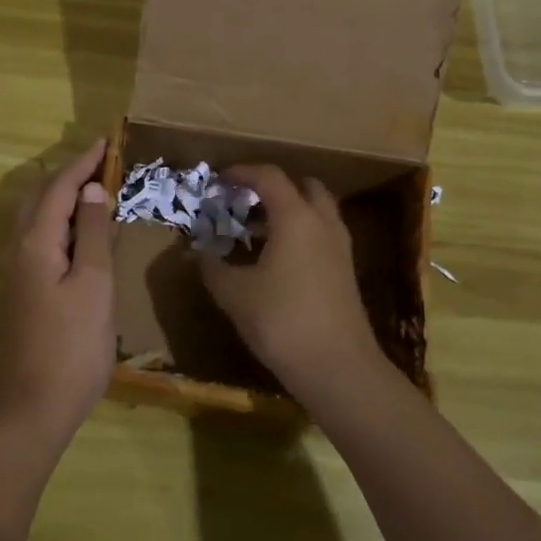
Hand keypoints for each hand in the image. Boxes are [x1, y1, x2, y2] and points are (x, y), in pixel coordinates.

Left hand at [0, 138, 114, 440]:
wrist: (33, 406)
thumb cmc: (71, 344)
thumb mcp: (93, 283)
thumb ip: (94, 233)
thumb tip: (93, 189)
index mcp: (36, 242)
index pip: (59, 188)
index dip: (83, 162)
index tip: (106, 140)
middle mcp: (19, 250)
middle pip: (41, 198)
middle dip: (69, 175)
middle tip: (102, 163)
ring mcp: (18, 273)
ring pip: (38, 220)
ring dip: (63, 198)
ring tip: (94, 190)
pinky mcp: (24, 292)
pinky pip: (41, 240)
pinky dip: (61, 223)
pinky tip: (81, 235)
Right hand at [197, 165, 383, 401]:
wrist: (338, 368)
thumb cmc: (281, 321)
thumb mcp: (234, 294)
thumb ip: (212, 267)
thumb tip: (195, 251)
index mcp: (296, 218)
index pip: (269, 177)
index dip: (242, 172)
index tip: (219, 179)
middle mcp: (323, 223)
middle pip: (303, 186)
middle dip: (274, 187)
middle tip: (246, 201)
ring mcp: (340, 248)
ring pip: (317, 211)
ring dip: (289, 211)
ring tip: (256, 231)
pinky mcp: (345, 271)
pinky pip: (322, 235)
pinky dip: (301, 233)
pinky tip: (277, 260)